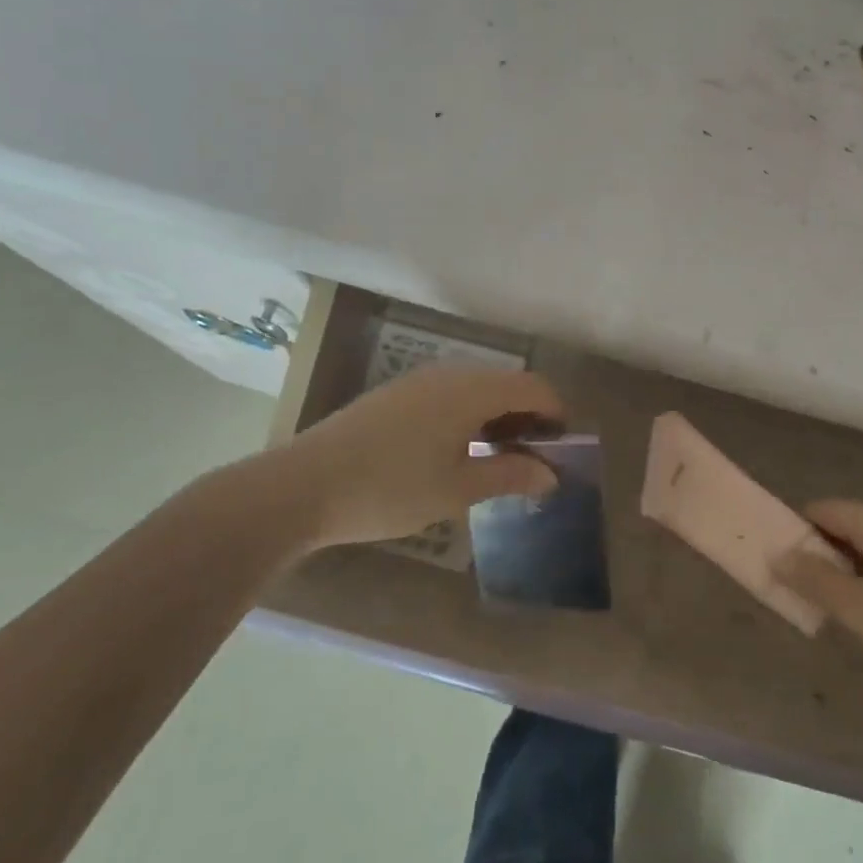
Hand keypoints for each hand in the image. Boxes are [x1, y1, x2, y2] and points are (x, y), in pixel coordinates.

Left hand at [260, 365, 565, 549]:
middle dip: (527, 416)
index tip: (559, 450)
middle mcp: (449, 374)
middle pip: (506, 383)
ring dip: (497, 416)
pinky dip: (468, 415)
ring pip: (476, 388)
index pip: (533, 387)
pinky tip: (455, 451)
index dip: (555, 414)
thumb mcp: (457, 489)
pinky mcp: (395, 395)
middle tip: (531, 459)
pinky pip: (449, 394)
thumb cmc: (389, 488)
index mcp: (471, 390)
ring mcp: (418, 381)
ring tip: (496, 458)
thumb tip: (550, 475)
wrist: (302, 486)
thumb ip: (508, 475)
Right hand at [774, 500, 862, 713]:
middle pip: (848, 529)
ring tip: (841, 619)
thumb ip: (814, 580)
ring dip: (851, 579)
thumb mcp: (860, 610)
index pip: (822, 509)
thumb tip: (778, 553)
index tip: (777, 565)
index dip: (794, 531)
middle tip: (804, 598)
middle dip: (822, 559)